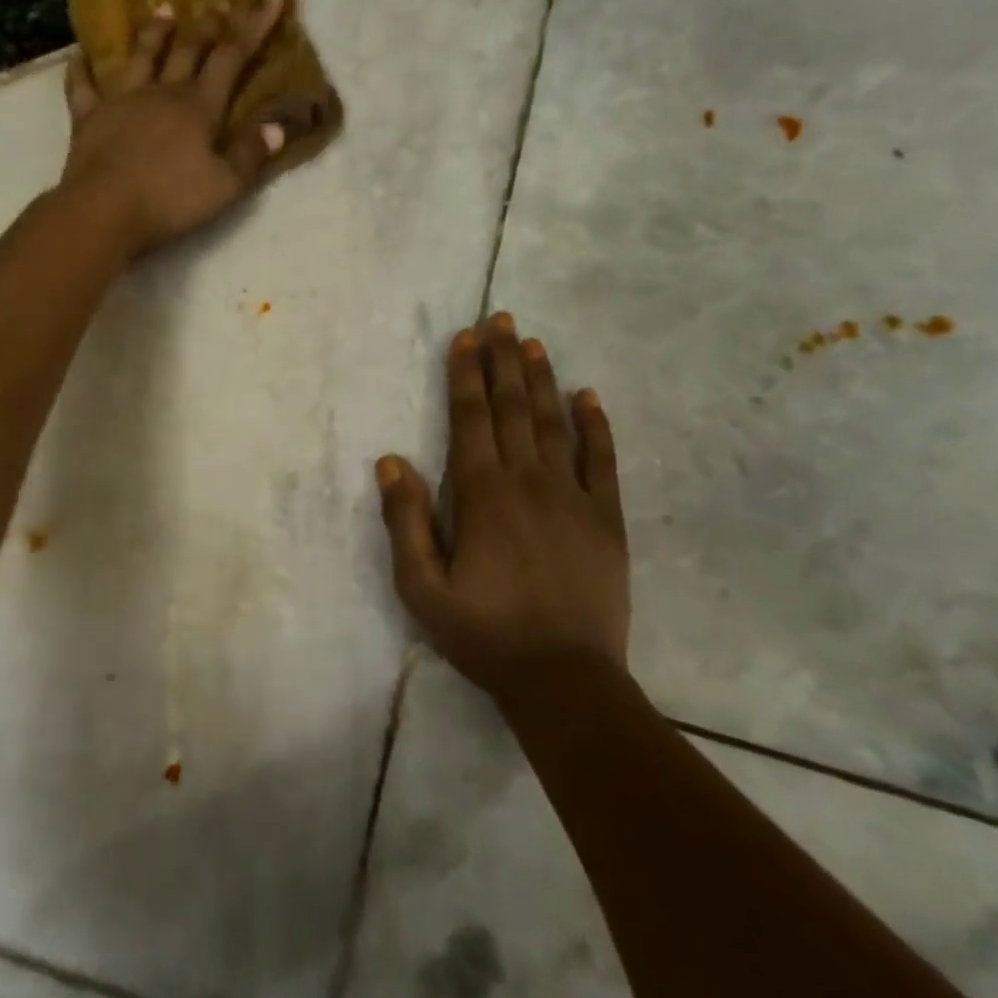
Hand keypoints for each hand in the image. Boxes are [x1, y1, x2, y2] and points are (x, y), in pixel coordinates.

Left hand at [59, 0, 301, 256]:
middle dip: (206, 26)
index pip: (232, 58)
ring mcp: (122, 100)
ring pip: (141, 56)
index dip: (253, 26)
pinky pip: (83, 86)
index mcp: (199, 107)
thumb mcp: (225, 185)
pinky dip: (82, 69)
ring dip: (154, 32)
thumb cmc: (170, 200)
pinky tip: (80, 56)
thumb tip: (277, 124)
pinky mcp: (89, 117)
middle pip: (187, 50)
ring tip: (163, 9)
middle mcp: (162, 93)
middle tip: (216, 5)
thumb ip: (251, 153)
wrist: (105, 210)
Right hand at [376, 314, 630, 700]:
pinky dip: (595, 424)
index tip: (465, 338)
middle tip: (500, 318)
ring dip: (541, 379)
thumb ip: (404, 521)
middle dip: (502, 361)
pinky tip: (588, 395)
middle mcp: (528, 481)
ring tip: (532, 342)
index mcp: (481, 495)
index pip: (470, 420)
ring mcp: (573, 497)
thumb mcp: (422, 588)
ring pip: (554, 423)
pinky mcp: (606, 518)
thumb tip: (391, 461)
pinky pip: (603, 459)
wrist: (564, 679)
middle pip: (512, 409)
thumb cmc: (483, 634)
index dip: (466, 375)